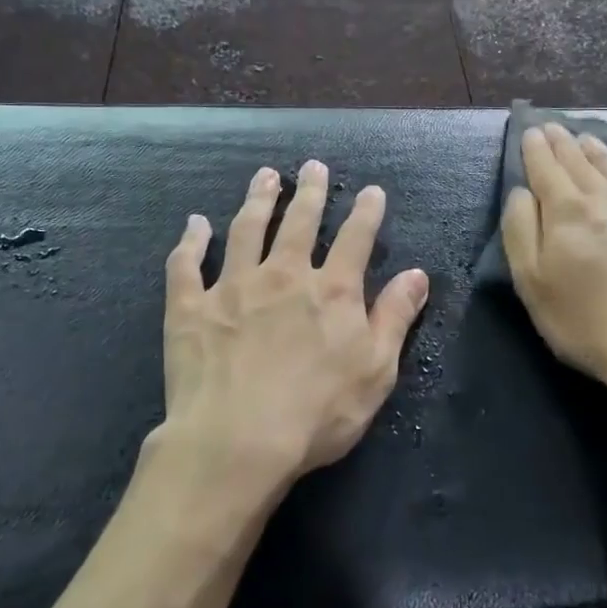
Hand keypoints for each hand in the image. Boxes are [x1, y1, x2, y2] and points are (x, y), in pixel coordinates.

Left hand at [157, 160, 429, 487]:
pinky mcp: (190, 307)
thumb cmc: (317, 413)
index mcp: (331, 291)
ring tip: (265, 176)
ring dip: (257, 200)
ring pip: (246, 230)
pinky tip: (194, 224)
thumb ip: (395, 317)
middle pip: (299, 222)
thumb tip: (418, 274)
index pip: (355, 239)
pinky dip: (191, 241)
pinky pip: (187, 265)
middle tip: (312, 166)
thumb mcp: (376, 370)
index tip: (371, 190)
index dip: (366, 212)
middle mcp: (283, 275)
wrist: (237, 441)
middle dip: (309, 192)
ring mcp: (233, 287)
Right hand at [501, 123, 606, 403]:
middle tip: (553, 127)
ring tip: (586, 138)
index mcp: (567, 210)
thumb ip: (521, 230)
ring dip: (597, 152)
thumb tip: (522, 192)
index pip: (546, 167)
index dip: (535, 148)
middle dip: (563, 142)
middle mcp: (606, 200)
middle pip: (580, 162)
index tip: (531, 130)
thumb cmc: (583, 320)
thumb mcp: (532, 281)